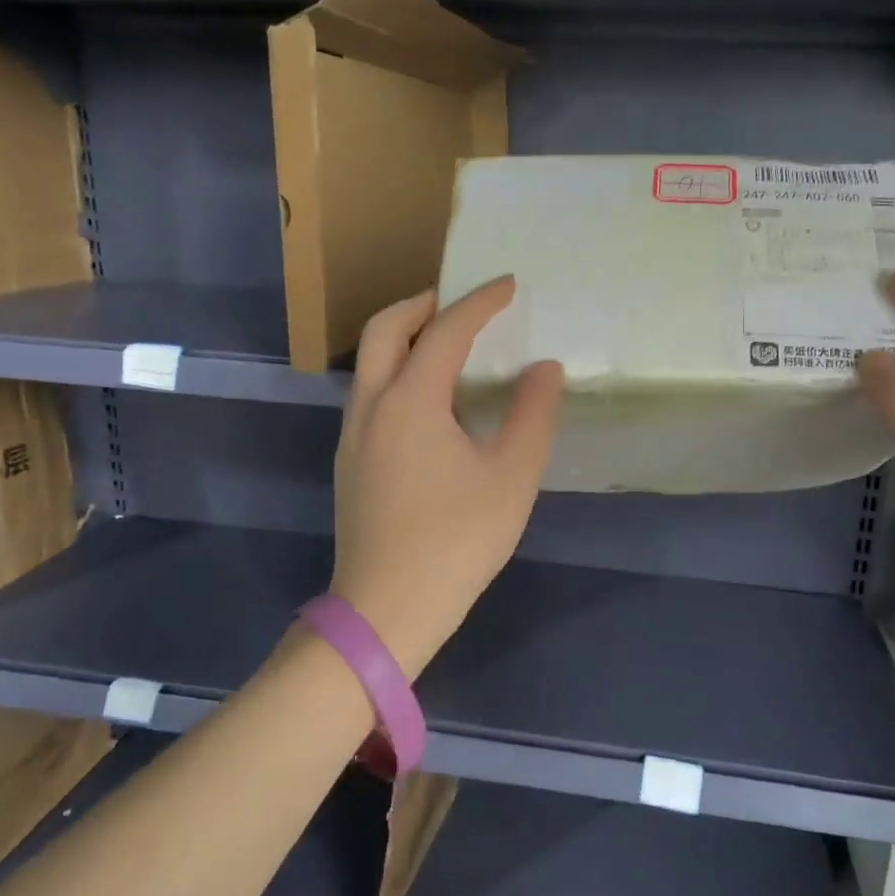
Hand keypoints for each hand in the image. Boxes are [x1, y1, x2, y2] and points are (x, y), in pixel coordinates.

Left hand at [329, 277, 564, 677]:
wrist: (386, 610)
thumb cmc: (455, 541)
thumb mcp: (512, 477)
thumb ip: (533, 415)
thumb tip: (544, 369)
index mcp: (410, 400)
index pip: (445, 331)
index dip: (479, 302)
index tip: (508, 285)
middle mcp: (372, 405)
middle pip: (386, 329)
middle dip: (423, 304)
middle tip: (461, 302)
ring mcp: (353, 434)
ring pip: (370, 361)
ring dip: (404, 337)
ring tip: (446, 343)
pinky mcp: (350, 461)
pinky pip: (369, 391)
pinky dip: (396, 370)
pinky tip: (428, 399)